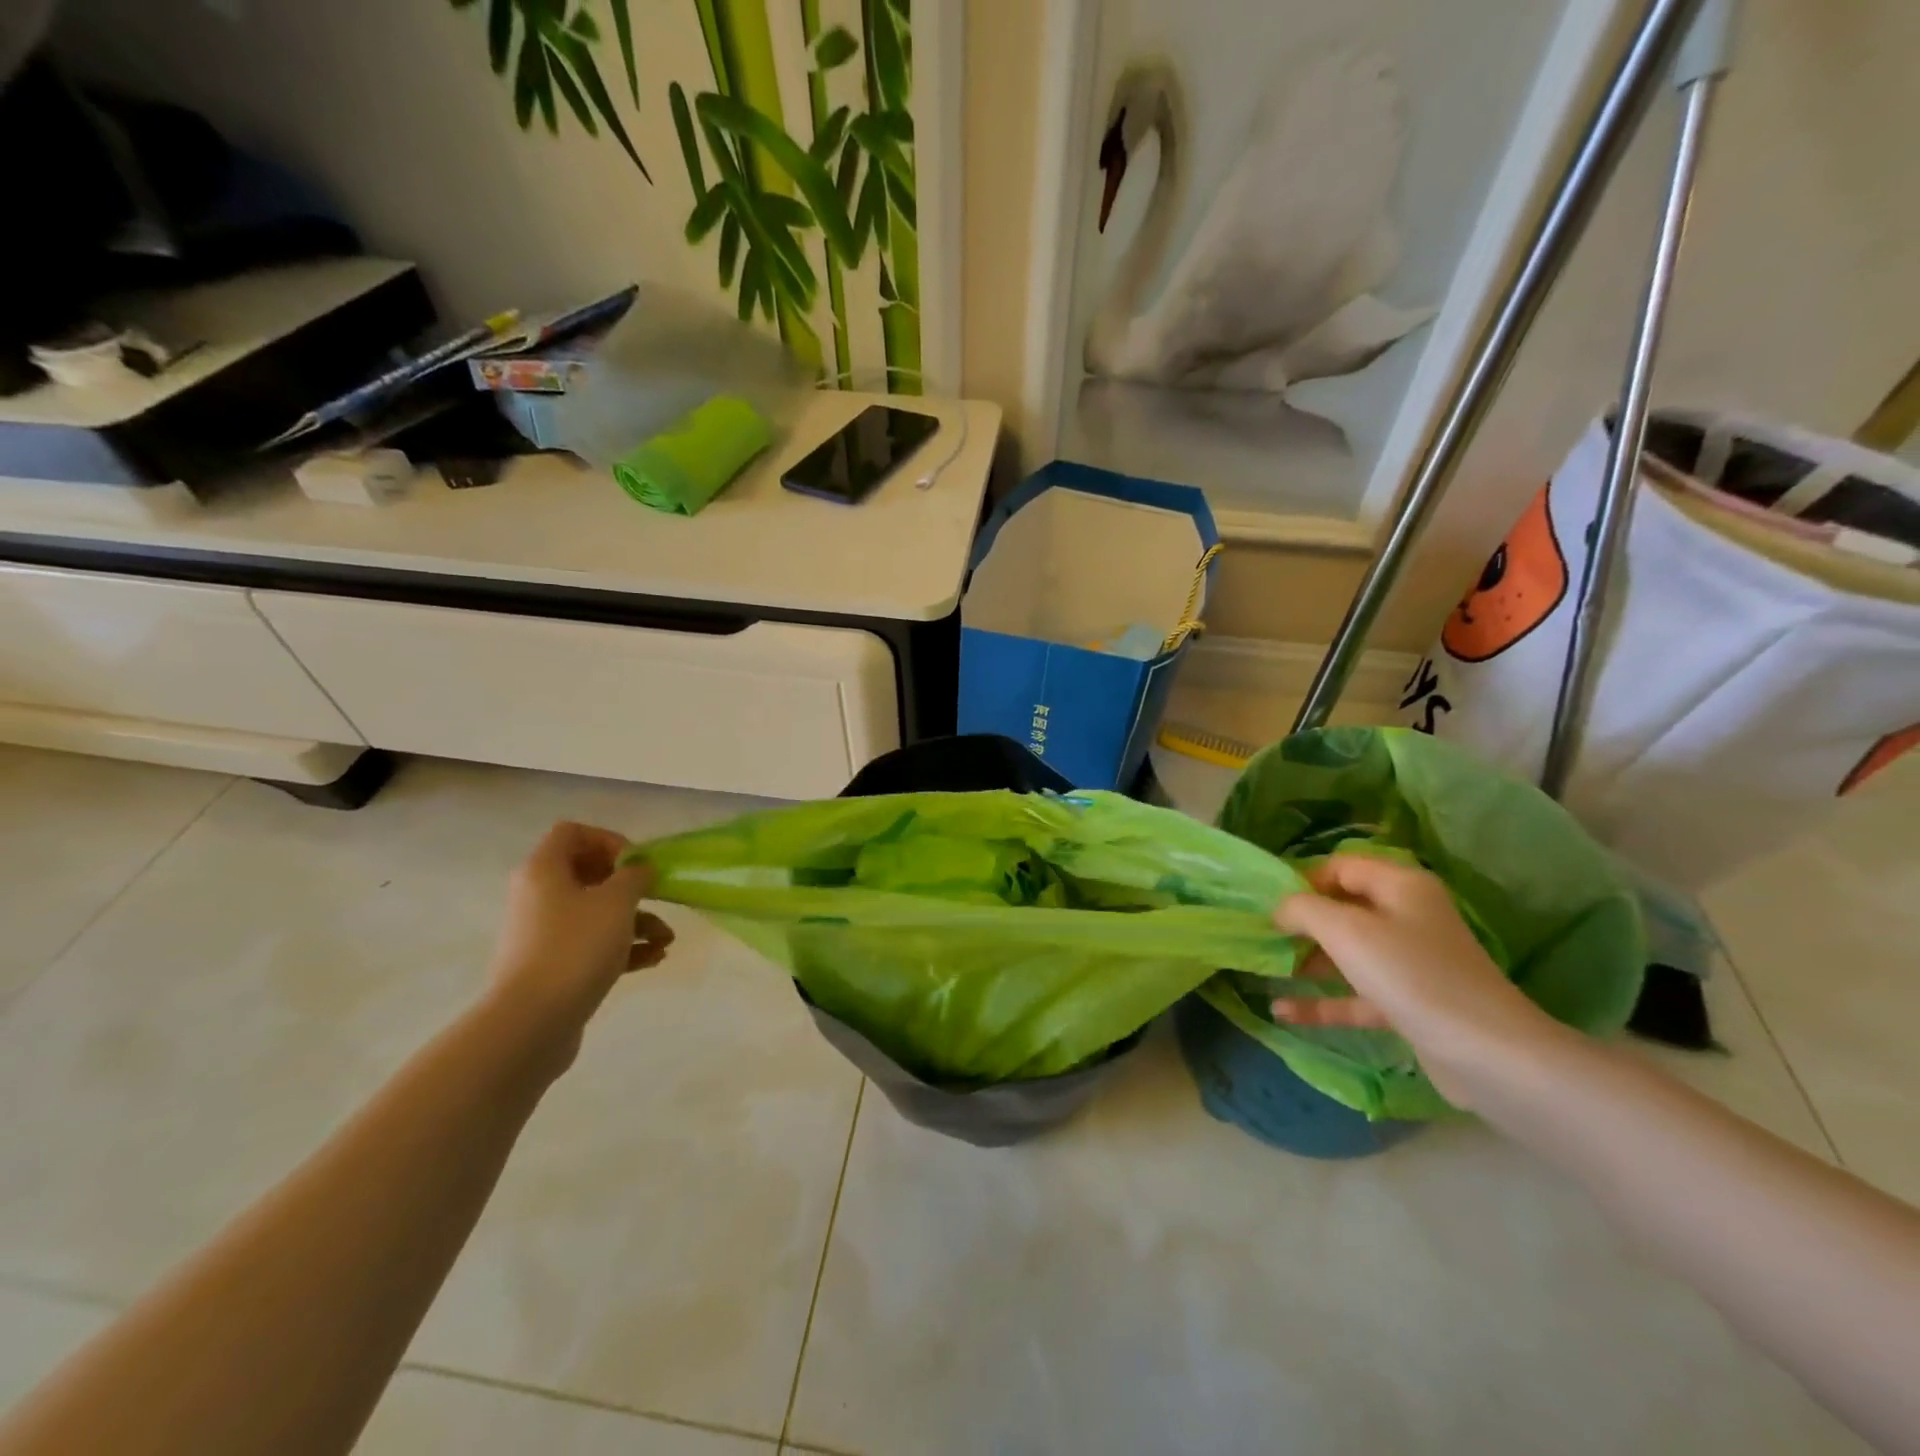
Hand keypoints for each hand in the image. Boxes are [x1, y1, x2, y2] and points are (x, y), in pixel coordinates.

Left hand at [486, 822, 673, 1066]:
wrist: (531, 1023)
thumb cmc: (575, 947)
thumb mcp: (617, 902)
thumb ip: (635, 876)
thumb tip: (639, 868)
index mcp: (543, 870)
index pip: (573, 833)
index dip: (609, 840)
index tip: (636, 863)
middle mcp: (538, 896)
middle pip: (588, 874)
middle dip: (631, 887)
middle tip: (656, 896)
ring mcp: (543, 933)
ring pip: (595, 913)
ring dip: (636, 921)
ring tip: (666, 941)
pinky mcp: (552, 965)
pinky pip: (591, 944)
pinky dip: (622, 947)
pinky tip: (653, 959)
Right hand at [1271, 854, 1559, 1108]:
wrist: (1489, 1056)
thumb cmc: (1412, 975)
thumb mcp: (1347, 931)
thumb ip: (1303, 910)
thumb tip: (1279, 909)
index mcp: (1401, 886)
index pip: (1342, 866)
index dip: (1303, 880)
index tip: (1268, 903)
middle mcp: (1408, 917)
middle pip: (1343, 909)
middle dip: (1301, 922)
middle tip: (1261, 936)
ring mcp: (1410, 963)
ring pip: (1348, 953)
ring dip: (1307, 961)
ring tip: (1264, 969)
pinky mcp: (1409, 1004)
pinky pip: (1356, 994)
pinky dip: (1323, 1001)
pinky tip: (1282, 1011)